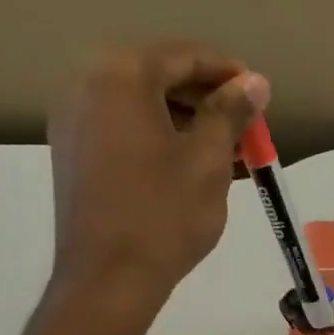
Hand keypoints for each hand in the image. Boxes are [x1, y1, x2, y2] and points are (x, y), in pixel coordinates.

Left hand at [45, 43, 268, 310]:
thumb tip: (254, 82)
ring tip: (227, 150)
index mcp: (120, 75)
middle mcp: (86, 84)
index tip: (260, 94)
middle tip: (246, 126)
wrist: (108, 278)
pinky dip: (160, 137)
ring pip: (142, 105)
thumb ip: (230, 112)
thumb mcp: (208, 160)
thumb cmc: (164, 214)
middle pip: (160, 77)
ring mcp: (73, 119)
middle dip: (207, 99)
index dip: (228, 72)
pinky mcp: (73, 152)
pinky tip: (192, 163)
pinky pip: (125, 128)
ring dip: (186, 121)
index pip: (184, 56)